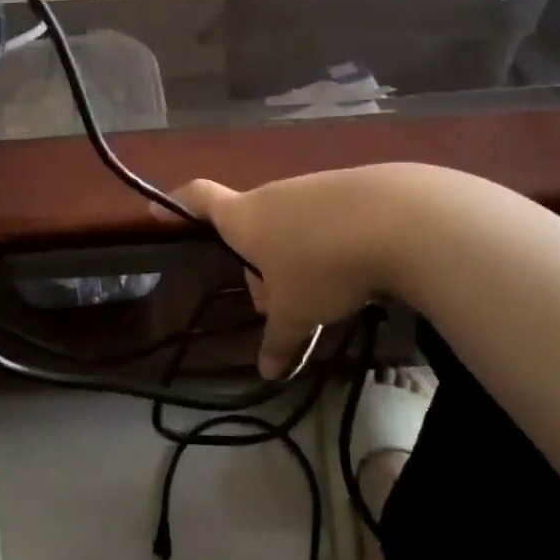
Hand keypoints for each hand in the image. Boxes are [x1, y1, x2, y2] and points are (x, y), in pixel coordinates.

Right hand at [168, 169, 402, 377]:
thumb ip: (279, 341)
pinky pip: (329, 219)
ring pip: (293, 225)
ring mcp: (315, 187)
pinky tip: (360, 270)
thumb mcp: (297, 312)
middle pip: (252, 225)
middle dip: (259, 264)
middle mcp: (275, 194)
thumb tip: (266, 372)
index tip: (158, 209)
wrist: (400, 219)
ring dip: (298, 257)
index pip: (199, 199)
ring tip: (326, 295)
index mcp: (245, 217)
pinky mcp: (355, 189)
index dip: (177, 205)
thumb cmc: (323, 265)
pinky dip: (332, 244)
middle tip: (278, 304)